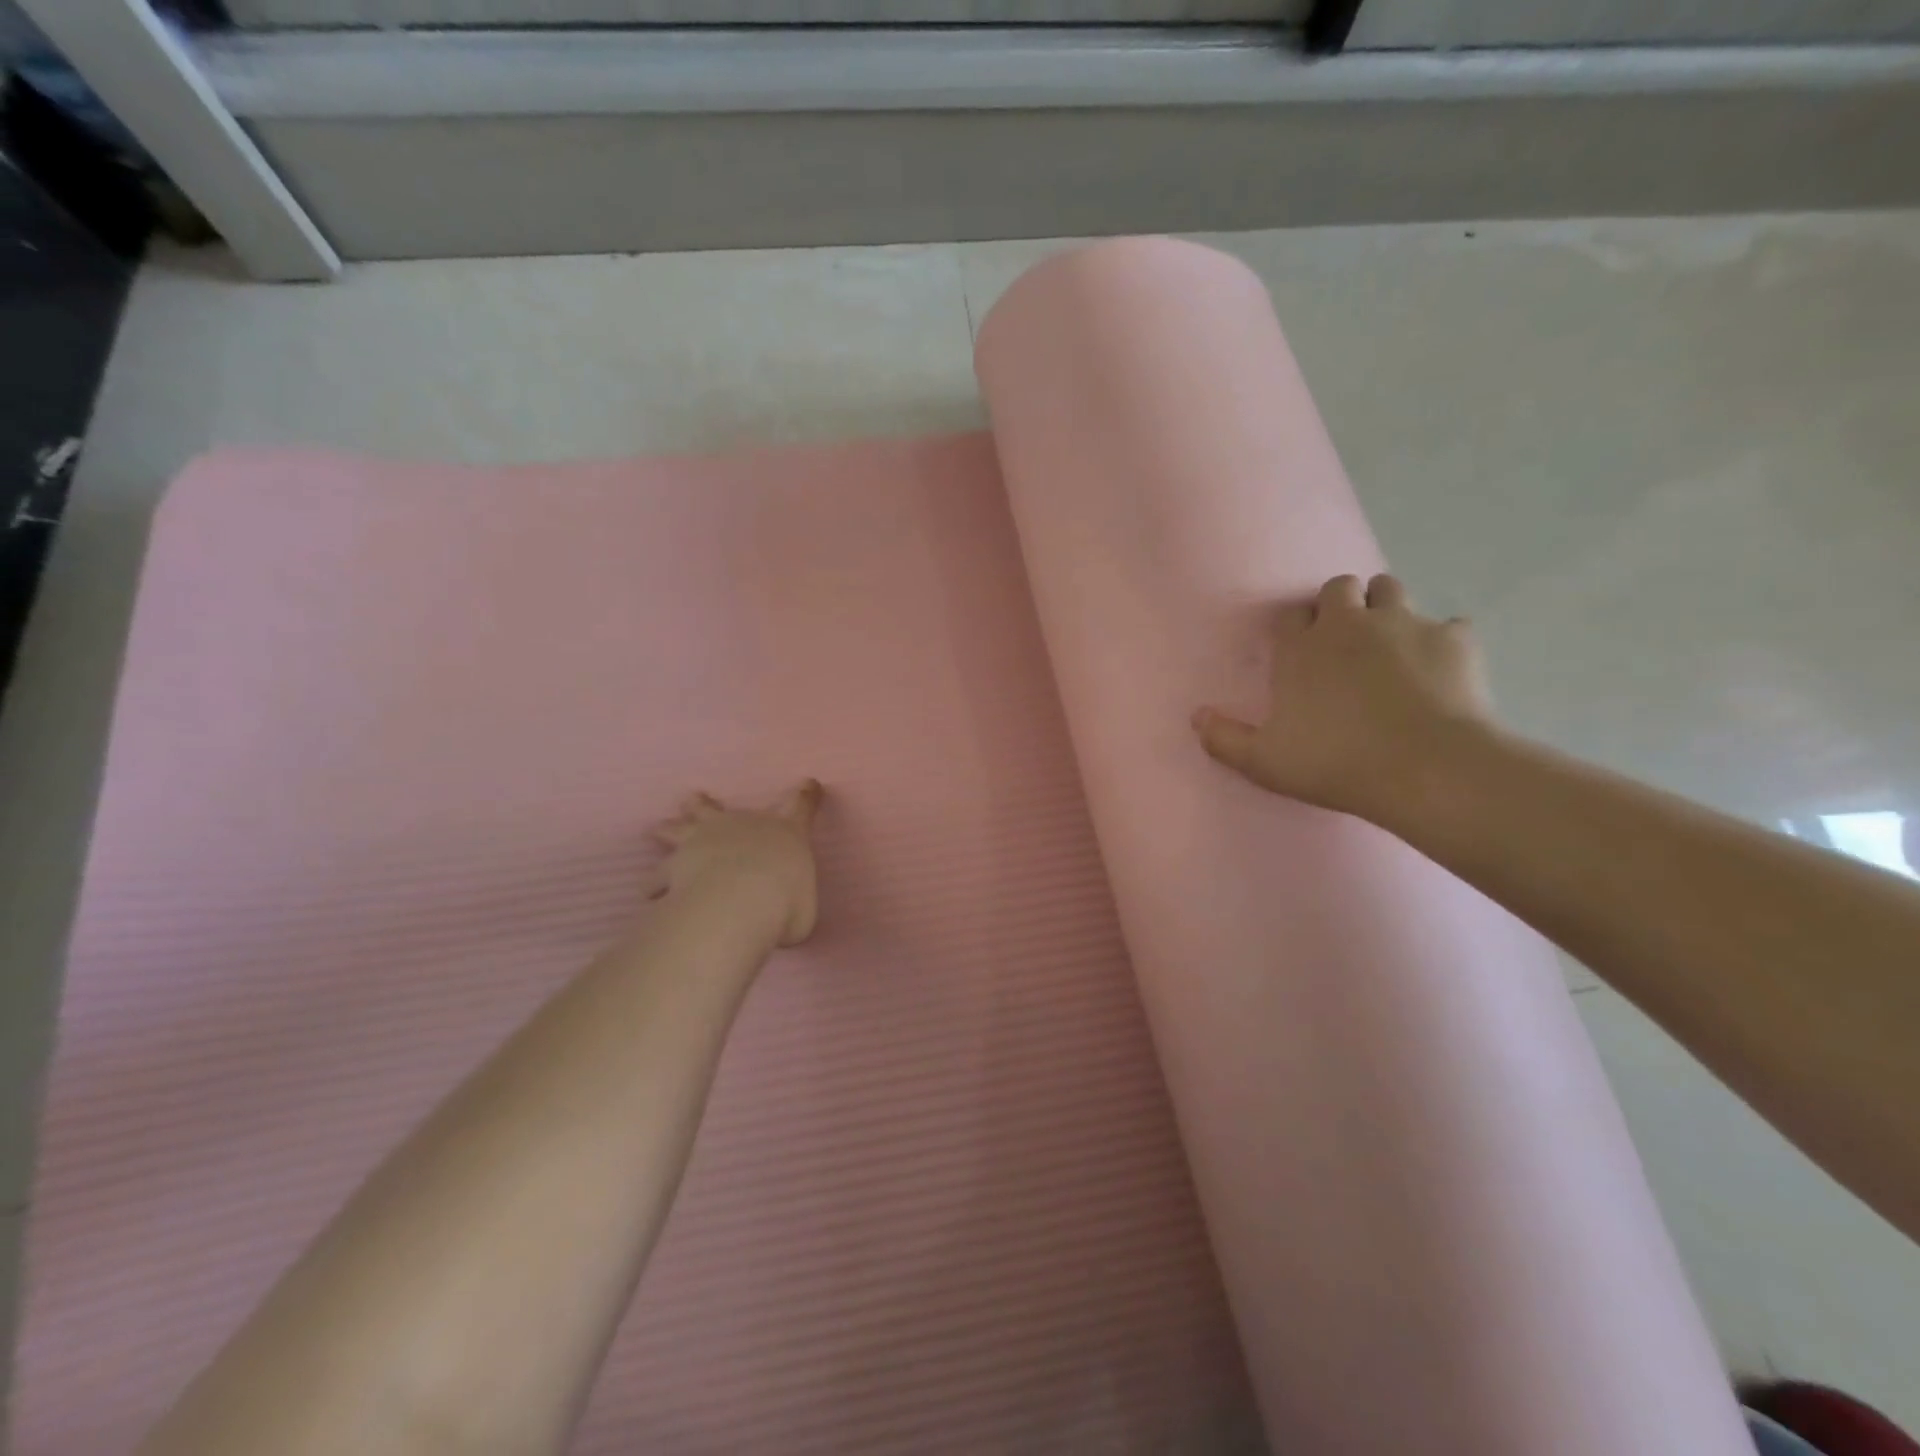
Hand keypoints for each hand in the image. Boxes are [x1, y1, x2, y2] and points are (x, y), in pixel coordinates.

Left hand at [650, 781, 823, 945]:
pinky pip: (658, 876)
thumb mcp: (802, 907)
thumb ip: (792, 903)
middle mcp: (742, 828)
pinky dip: (655, 884)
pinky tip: (649, 892)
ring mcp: (702, 843)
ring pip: (679, 830)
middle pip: (717, 809)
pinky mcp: (673, 868)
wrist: (739, 902)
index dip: (806, 795)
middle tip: (693, 798)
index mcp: (784, 833)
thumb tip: (783, 913)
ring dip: (670, 830)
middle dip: (705, 804)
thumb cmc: (785, 902)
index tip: (809, 783)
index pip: (801, 808)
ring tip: (657, 829)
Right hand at [1193, 574, 1495, 820]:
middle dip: (1339, 604)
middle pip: (1339, 587)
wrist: (1426, 768)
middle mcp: (1349, 624)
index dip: (1292, 628)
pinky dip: (1440, 640)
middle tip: (1343, 640)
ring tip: (1387, 641)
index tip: (1297, 650)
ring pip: (1390, 589)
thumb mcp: (1264, 762)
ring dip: (1384, 607)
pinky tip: (1439, 667)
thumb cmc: (1335, 764)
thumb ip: (1224, 739)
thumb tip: (1197, 717)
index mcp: (1301, 649)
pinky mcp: (1454, 639)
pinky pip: (1448, 625)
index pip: (1288, 616)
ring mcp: (1405, 625)